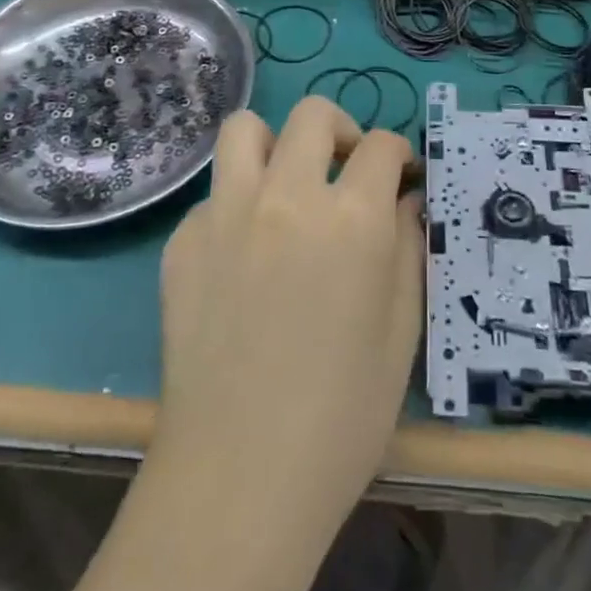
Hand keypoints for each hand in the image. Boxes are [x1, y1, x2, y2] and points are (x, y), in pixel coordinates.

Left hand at [154, 95, 423, 534]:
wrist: (241, 476)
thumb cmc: (342, 414)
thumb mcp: (401, 330)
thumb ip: (407, 247)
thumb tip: (403, 197)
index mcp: (351, 218)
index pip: (380, 145)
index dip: (396, 154)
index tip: (397, 174)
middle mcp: (287, 197)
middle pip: (312, 115)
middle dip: (339, 131)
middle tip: (343, 169)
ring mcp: (226, 213)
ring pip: (245, 128)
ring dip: (274, 145)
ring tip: (284, 185)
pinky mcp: (183, 241)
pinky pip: (213, 195)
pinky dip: (235, 206)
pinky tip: (241, 256)